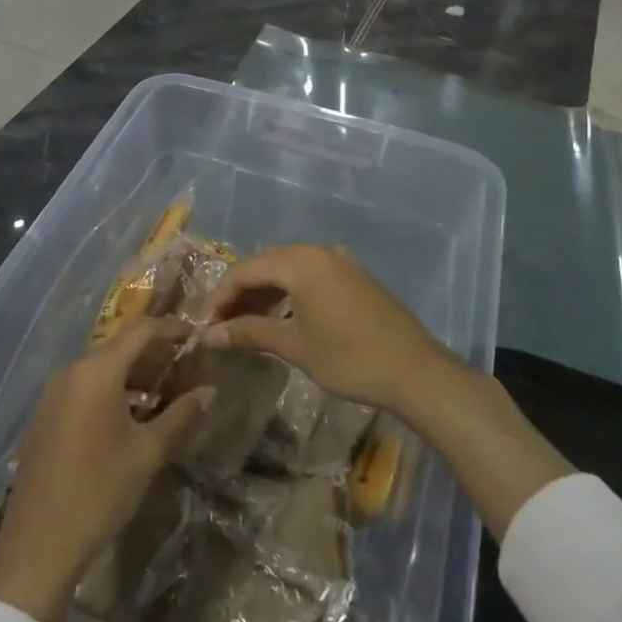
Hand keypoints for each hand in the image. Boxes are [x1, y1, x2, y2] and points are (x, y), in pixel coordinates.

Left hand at [0, 317, 213, 621]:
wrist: (38, 544)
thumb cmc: (100, 491)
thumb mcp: (148, 452)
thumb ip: (181, 415)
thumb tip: (210, 390)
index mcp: (97, 372)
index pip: (141, 331)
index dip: (171, 329)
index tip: (197, 337)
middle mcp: (72, 372)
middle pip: (120, 347)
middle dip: (154, 353)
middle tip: (186, 367)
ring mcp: (54, 394)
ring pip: (102, 368)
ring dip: (134, 373)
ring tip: (165, 391)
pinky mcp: (46, 416)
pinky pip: (85, 387)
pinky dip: (112, 389)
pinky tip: (133, 414)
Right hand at [202, 244, 459, 412]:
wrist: (415, 370)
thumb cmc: (349, 358)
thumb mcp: (294, 345)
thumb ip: (249, 333)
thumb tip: (208, 335)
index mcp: (301, 261)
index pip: (245, 269)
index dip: (221, 296)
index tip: (205, 325)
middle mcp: (319, 251)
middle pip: (266, 264)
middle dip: (240, 292)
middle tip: (222, 325)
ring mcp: (340, 261)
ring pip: (289, 269)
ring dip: (265, 292)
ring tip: (247, 324)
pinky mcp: (355, 275)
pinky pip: (311, 275)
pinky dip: (290, 292)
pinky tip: (282, 317)